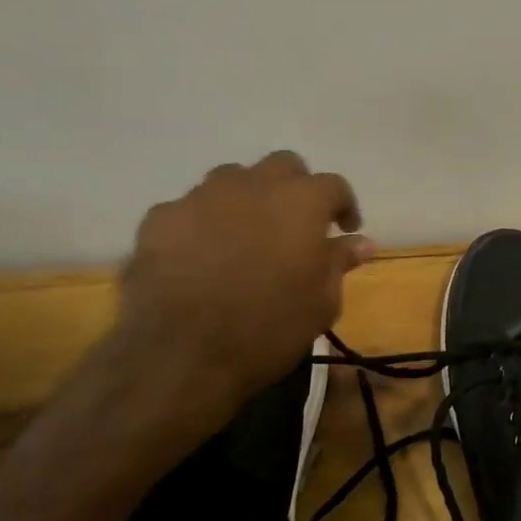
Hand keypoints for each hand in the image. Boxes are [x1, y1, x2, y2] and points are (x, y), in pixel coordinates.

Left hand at [110, 152, 372, 412]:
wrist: (183, 354)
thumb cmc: (269, 328)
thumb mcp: (321, 303)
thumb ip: (339, 263)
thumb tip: (360, 243)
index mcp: (301, 202)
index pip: (334, 186)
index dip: (343, 206)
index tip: (344, 230)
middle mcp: (253, 185)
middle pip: (282, 165)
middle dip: (295, 188)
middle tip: (296, 225)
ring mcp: (201, 196)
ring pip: (232, 179)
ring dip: (247, 199)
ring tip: (246, 236)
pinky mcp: (160, 218)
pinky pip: (190, 209)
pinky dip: (203, 224)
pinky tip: (200, 256)